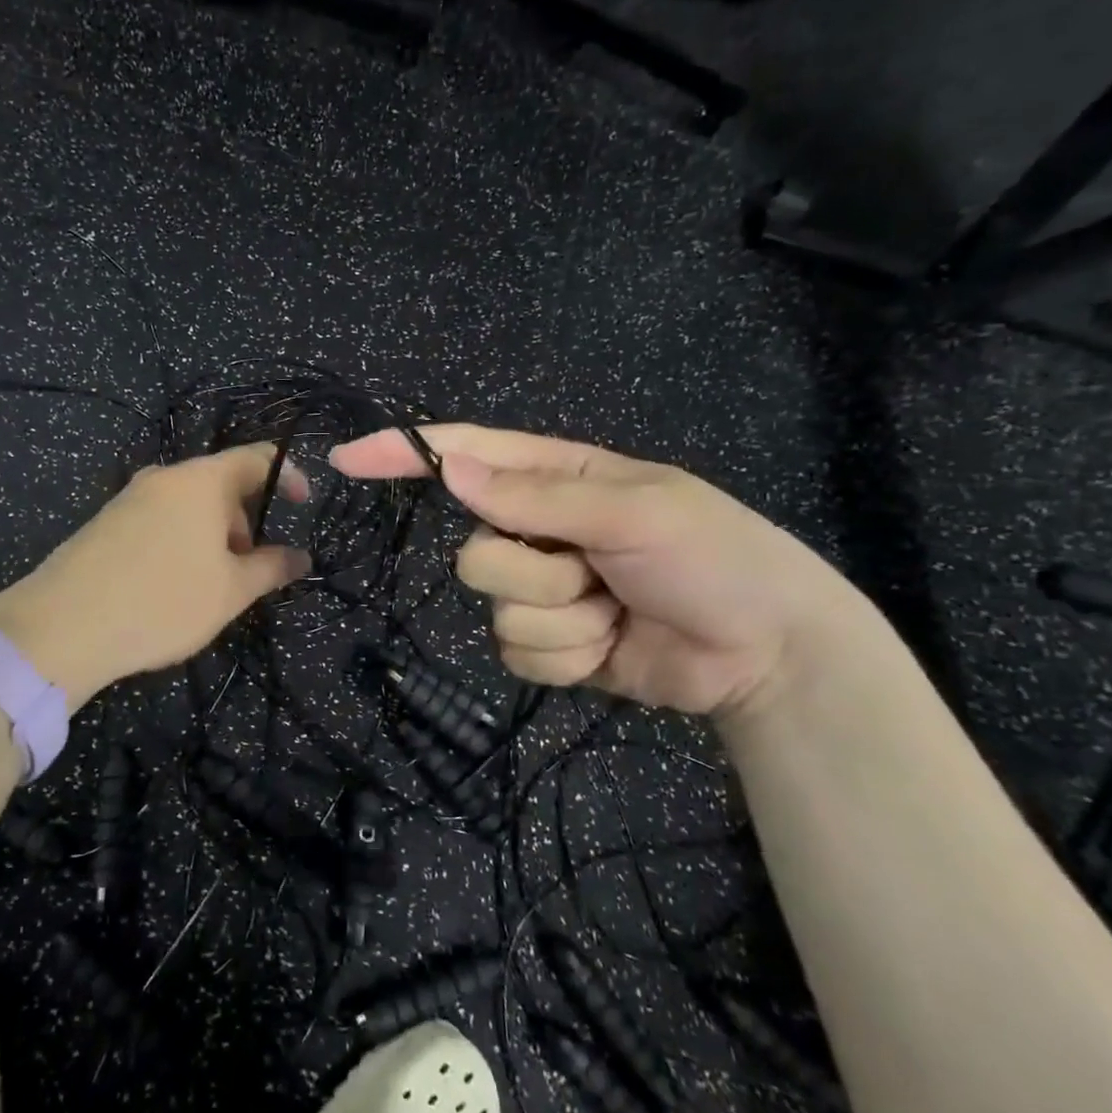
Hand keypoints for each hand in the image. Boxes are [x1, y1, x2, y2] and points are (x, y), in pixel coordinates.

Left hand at [0, 444, 312, 707]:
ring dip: (214, 535)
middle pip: (221, 483)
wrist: (62, 626)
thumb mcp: (230, 591)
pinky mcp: (106, 522)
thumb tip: (301, 557)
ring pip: (189, 505)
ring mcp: (130, 497)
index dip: (289, 475)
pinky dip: (182, 541)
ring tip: (212, 585)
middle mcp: (165, 477)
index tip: (302, 506)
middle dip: (246, 519)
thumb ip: (272, 568)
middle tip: (251, 568)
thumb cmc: (163, 601)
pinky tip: (172, 586)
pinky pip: (160, 519)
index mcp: (202, 481)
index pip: (257, 457)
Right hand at [330, 424, 869, 717]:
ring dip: (563, 621)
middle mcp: (534, 531)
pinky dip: (568, 658)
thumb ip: (536, 497)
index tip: (347, 458)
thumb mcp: (632, 512)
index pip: (463, 456)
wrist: (765, 651)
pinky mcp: (549, 645)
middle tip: (598, 573)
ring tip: (617, 613)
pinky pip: (519, 653)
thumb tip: (452, 469)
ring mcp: (539, 591)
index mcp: (554, 479)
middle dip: (536, 573)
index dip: (403, 454)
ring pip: (497, 610)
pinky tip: (610, 648)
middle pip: (475, 553)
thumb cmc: (712, 557)